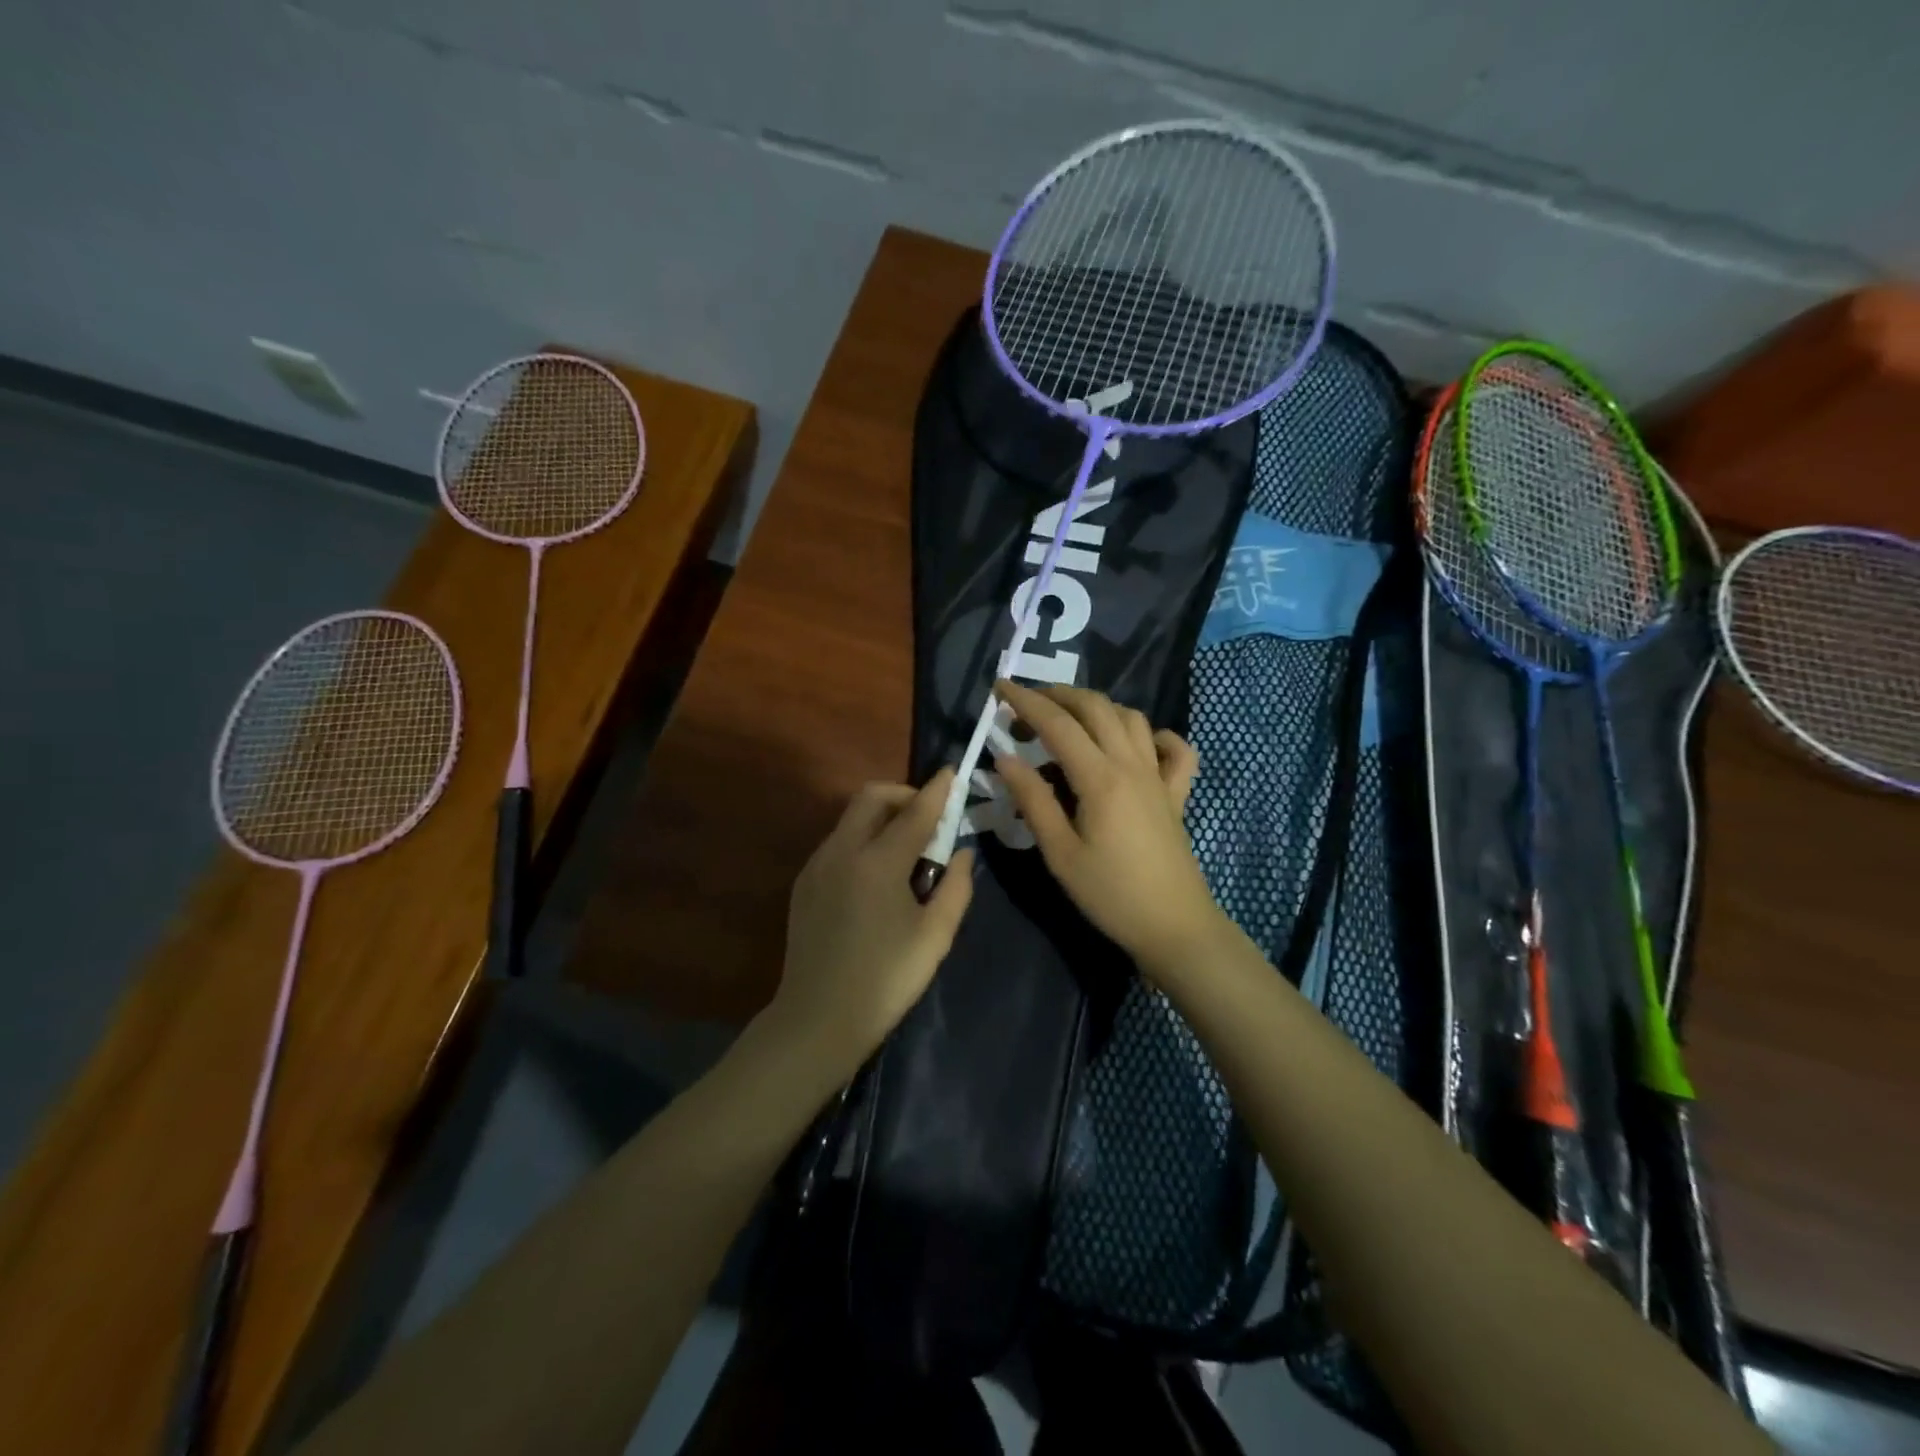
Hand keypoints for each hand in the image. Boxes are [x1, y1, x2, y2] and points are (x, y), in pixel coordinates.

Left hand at [770, 771, 975, 1074]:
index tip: (953, 773)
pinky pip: (838, 842)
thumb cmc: (886, 980)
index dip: (938, 791)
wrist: (818, 1020)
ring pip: (851, 818)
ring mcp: (817, 865)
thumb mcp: (935, 936)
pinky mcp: (804, 883)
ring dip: (881, 817)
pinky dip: (862, 839)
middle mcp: (842, 852)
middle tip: (928, 819)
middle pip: (872, 797)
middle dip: (903, 795)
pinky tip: (877, 876)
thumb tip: (962, 853)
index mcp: (878, 863)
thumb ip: (956, 887)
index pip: (915, 812)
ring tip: (906, 850)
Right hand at [992, 680, 1223, 976]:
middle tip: (1027, 704)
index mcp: (1100, 778)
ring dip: (1098, 707)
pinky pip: (1175, 749)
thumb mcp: (1059, 853)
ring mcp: (1159, 776)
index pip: (1057, 724)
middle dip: (1058, 695)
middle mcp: (1132, 764)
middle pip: (1096, 707)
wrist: (1174, 926)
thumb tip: (1006, 758)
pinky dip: (1155, 735)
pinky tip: (1137, 744)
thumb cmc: (1110, 894)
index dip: (1026, 701)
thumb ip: (1033, 801)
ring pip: (1132, 718)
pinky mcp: (1176, 793)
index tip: (999, 688)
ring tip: (1069, 719)